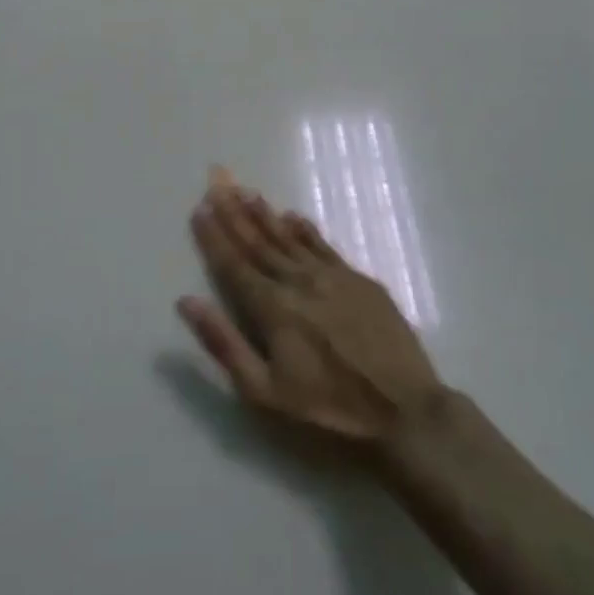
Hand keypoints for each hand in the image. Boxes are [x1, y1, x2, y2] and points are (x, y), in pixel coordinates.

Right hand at [177, 173, 444, 446]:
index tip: (199, 208)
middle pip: (259, 242)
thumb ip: (224, 344)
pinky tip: (293, 216)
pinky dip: (305, 229)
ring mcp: (333, 277)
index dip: (215, 237)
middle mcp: (299, 281)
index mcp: (273, 308)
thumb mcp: (265, 393)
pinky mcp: (360, 280)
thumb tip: (187, 301)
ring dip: (266, 215)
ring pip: (290, 238)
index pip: (234, 264)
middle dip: (235, 213)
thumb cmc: (328, 411)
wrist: (405, 411)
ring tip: (247, 191)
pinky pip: (324, 245)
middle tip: (218, 183)